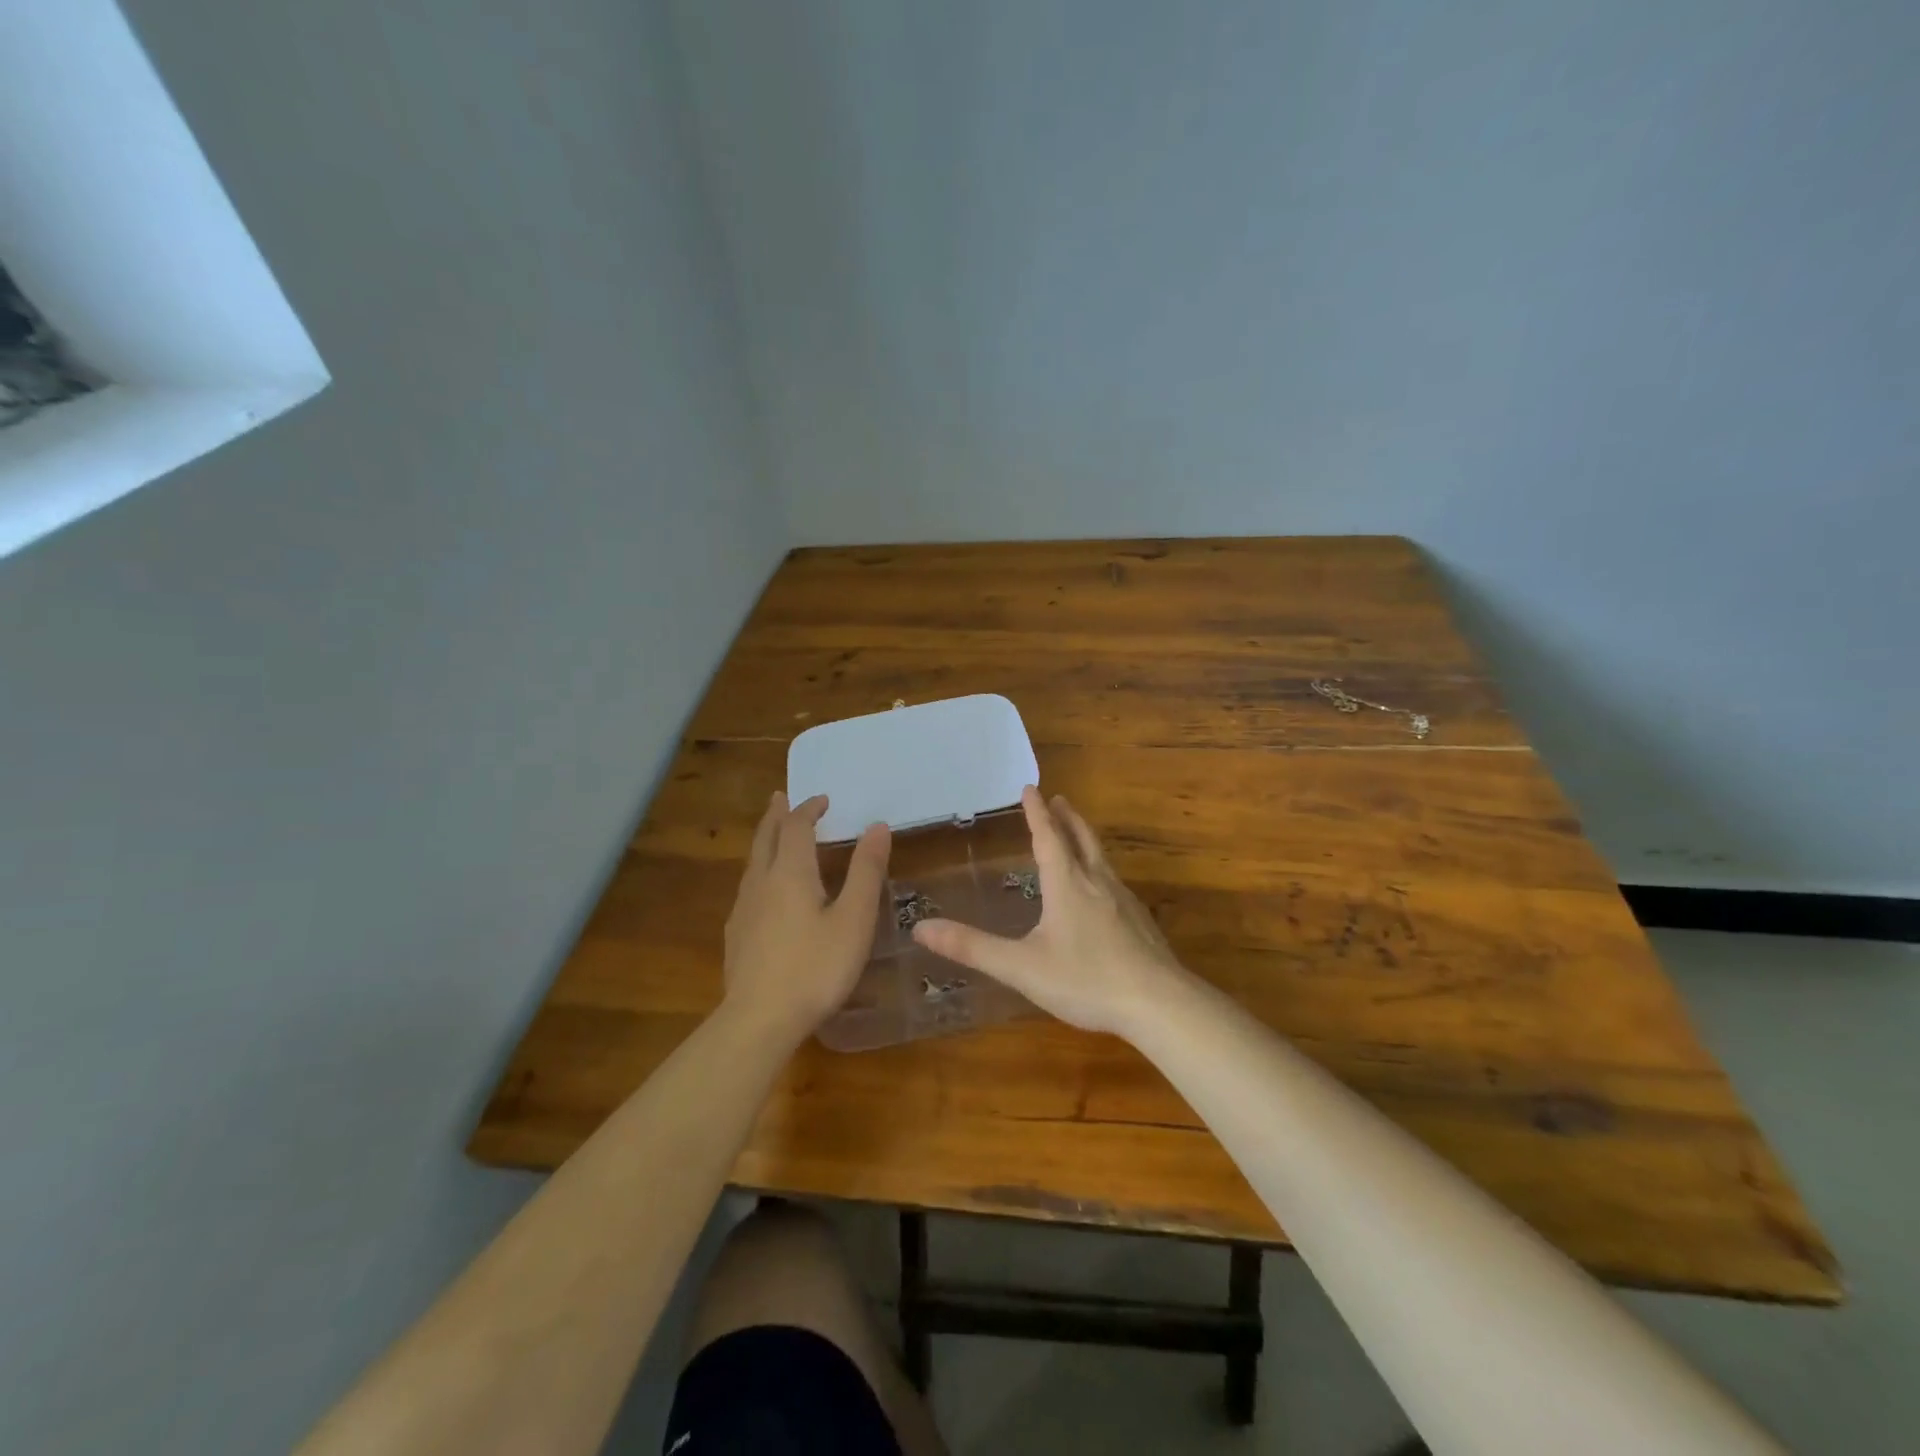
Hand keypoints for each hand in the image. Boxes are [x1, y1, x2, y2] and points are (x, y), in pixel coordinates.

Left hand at [723, 792, 890, 1043]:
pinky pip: (748, 887)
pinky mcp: (736, 935)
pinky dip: (760, 870)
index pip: (796, 826)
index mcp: (790, 873)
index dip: (809, 809)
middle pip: (765, 837)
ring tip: (776, 836)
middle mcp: (762, 882)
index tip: (823, 800)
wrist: (759, 1020)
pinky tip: (765, 891)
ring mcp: (744, 909)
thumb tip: (877, 826)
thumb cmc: (815, 967)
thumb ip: (866, 871)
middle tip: (782, 798)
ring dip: (766, 841)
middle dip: (776, 815)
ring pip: (753, 862)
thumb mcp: (854, 919)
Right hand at [911, 786, 1190, 1036]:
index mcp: (1067, 884)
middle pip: (1081, 838)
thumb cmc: (1086, 980)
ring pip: (1101, 857)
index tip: (1030, 788)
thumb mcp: (1021, 967)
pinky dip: (1100, 867)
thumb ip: (972, 947)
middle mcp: (1097, 882)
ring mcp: (1123, 901)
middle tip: (1058, 798)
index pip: (1048, 837)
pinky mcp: (1140, 921)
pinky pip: (1114, 880)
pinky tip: (1102, 889)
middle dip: (1066, 817)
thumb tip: (921, 928)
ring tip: (1077, 833)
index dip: (1036, 812)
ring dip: (1085, 838)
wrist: (1159, 1003)